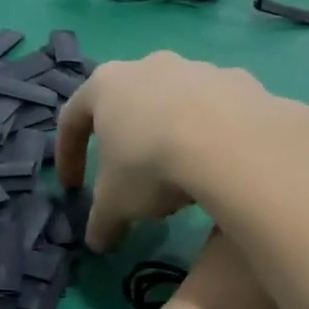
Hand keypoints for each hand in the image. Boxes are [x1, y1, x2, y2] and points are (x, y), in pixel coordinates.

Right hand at [57, 53, 308, 254]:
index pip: (72, 119)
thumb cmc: (152, 165)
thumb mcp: (116, 203)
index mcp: (106, 85)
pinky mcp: (238, 80)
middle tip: (133, 180)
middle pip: (128, 105)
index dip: (69, 156)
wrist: (232, 144)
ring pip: (175, 105)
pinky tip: (220, 165)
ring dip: (171, 137)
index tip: (73, 187)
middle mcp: (149, 66)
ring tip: (182, 178)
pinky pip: (218, 110)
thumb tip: (98, 242)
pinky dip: (213, 135)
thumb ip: (102, 221)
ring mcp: (197, 68)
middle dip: (127, 143)